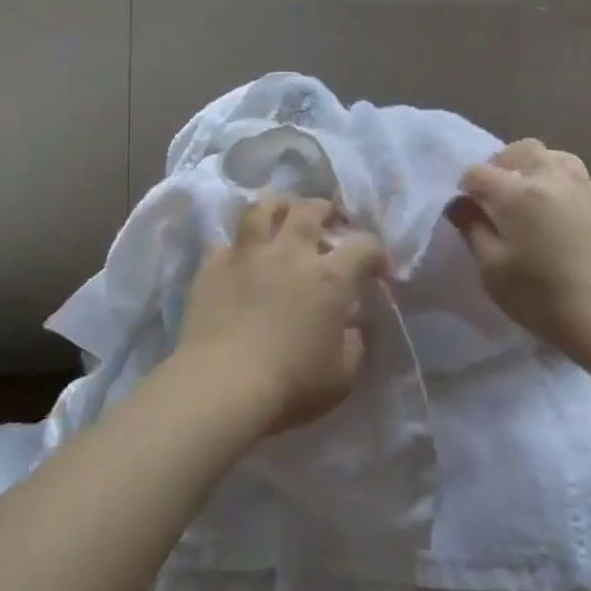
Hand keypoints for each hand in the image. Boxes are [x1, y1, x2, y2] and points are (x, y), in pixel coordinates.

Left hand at [176, 193, 387, 434]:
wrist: (222, 384)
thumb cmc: (291, 384)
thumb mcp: (342, 375)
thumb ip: (356, 343)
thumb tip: (358, 324)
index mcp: (329, 277)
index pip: (364, 246)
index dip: (376, 252)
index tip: (377, 268)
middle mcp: (290, 252)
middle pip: (310, 210)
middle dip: (325, 209)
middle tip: (329, 218)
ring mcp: (248, 253)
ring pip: (263, 207)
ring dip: (277, 205)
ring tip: (282, 213)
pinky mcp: (213, 264)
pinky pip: (227, 240)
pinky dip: (238, 243)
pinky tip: (239, 254)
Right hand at [446, 139, 590, 352]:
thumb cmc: (540, 297)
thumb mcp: (492, 269)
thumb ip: (473, 229)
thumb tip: (461, 205)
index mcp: (516, 193)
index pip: (479, 172)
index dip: (466, 188)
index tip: (466, 210)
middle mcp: (550, 179)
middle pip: (522, 149)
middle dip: (502, 164)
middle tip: (497, 194)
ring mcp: (583, 189)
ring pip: (556, 156)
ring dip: (536, 167)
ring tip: (530, 194)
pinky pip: (579, 178)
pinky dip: (562, 183)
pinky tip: (560, 210)